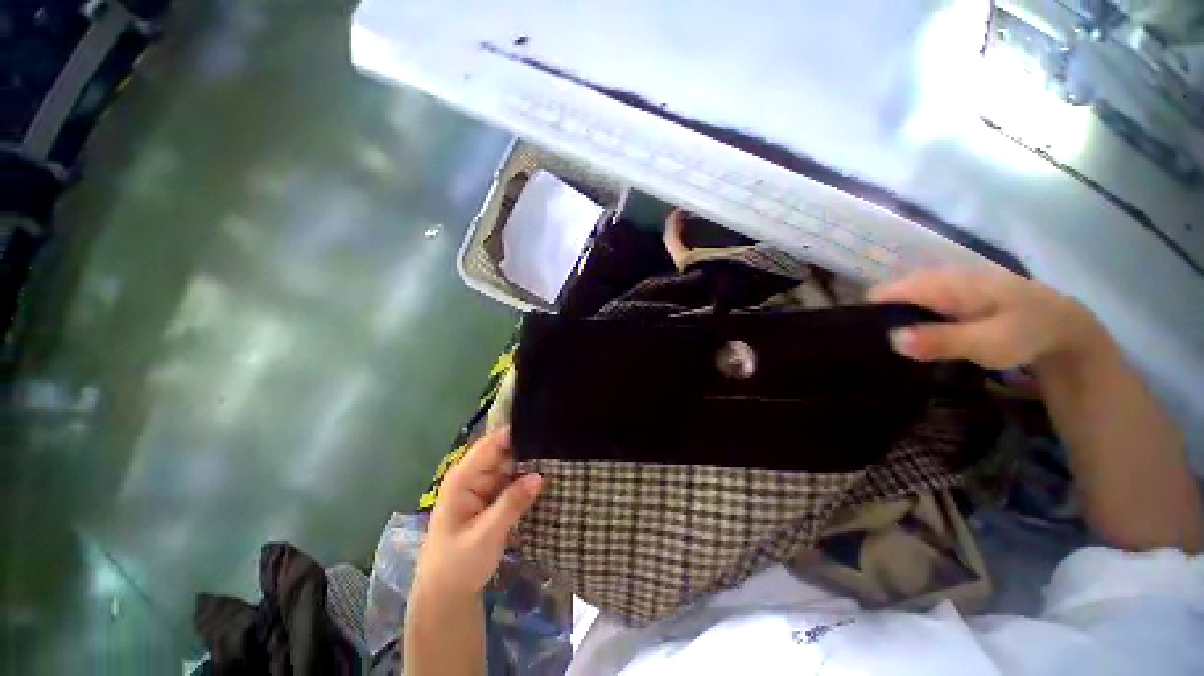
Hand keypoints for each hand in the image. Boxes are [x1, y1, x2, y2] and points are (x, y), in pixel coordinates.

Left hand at [414, 428, 542, 597]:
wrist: (446, 595)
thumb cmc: (458, 564)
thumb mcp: (486, 535)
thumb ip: (512, 503)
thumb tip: (540, 476)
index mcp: (463, 478)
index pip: (490, 445)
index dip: (514, 433)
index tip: (542, 426)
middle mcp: (473, 476)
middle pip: (503, 451)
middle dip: (528, 447)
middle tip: (559, 443)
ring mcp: (483, 486)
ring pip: (511, 465)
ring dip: (531, 463)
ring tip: (559, 455)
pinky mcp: (492, 497)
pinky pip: (513, 480)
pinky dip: (528, 478)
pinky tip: (549, 473)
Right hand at [868, 268, 1105, 369]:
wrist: (1064, 327)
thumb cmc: (1027, 333)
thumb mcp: (989, 342)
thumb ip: (941, 340)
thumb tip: (890, 338)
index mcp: (943, 283)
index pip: (886, 291)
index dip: (865, 311)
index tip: (853, 338)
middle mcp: (938, 279)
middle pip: (890, 294)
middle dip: (874, 317)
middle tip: (865, 349)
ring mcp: (945, 287)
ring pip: (902, 299)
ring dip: (889, 320)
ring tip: (879, 347)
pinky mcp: (952, 297)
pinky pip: (916, 304)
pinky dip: (906, 320)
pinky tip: (907, 340)